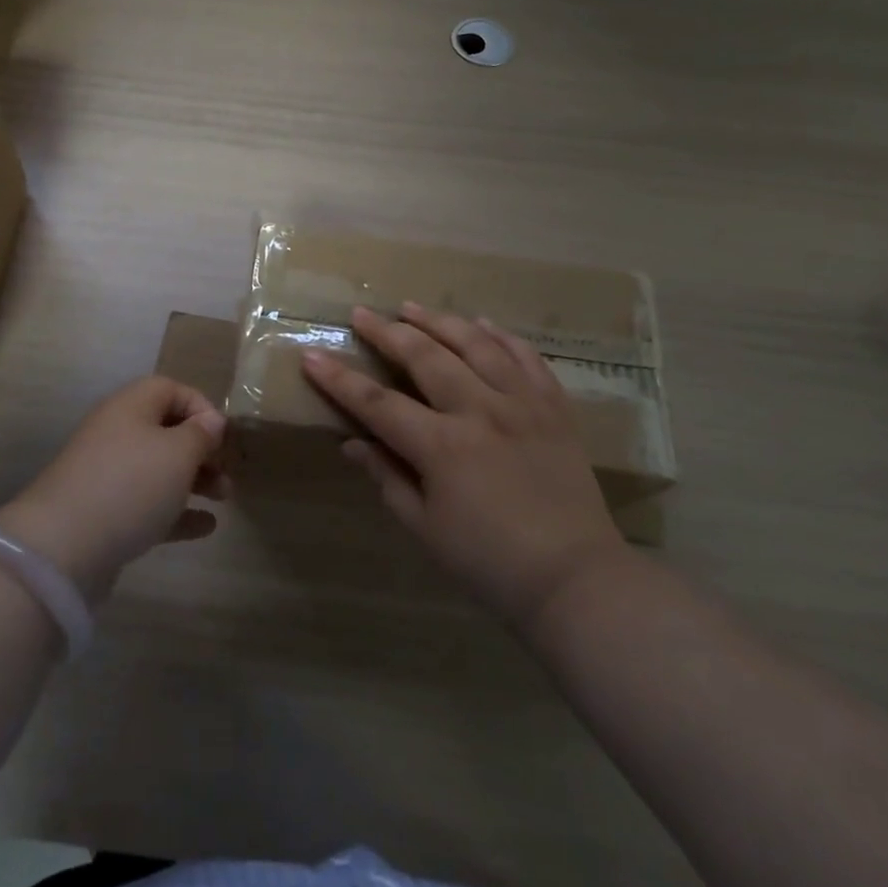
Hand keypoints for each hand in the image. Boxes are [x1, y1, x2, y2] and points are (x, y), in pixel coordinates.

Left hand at [0, 377, 228, 600]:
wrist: (63, 546)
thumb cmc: (131, 485)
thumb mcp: (177, 453)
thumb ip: (200, 434)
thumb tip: (211, 420)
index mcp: (131, 406)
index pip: (171, 389)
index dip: (201, 407)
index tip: (223, 436)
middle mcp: (116, 432)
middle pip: (165, 430)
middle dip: (201, 449)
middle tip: (226, 472)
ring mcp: (107, 474)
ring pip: (158, 468)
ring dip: (193, 480)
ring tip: (224, 499)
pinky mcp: (103, 513)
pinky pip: (147, 503)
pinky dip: (176, 511)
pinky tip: (205, 527)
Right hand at [302, 302, 627, 627]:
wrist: (575, 579)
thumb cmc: (490, 562)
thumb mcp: (426, 528)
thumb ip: (387, 478)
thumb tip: (353, 443)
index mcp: (442, 446)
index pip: (377, 403)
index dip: (340, 380)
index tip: (312, 356)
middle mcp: (480, 411)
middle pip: (425, 357)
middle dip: (387, 332)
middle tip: (362, 313)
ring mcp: (522, 404)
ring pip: (475, 344)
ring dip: (439, 321)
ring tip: (412, 306)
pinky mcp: (554, 407)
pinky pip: (526, 357)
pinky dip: (501, 336)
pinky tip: (482, 324)